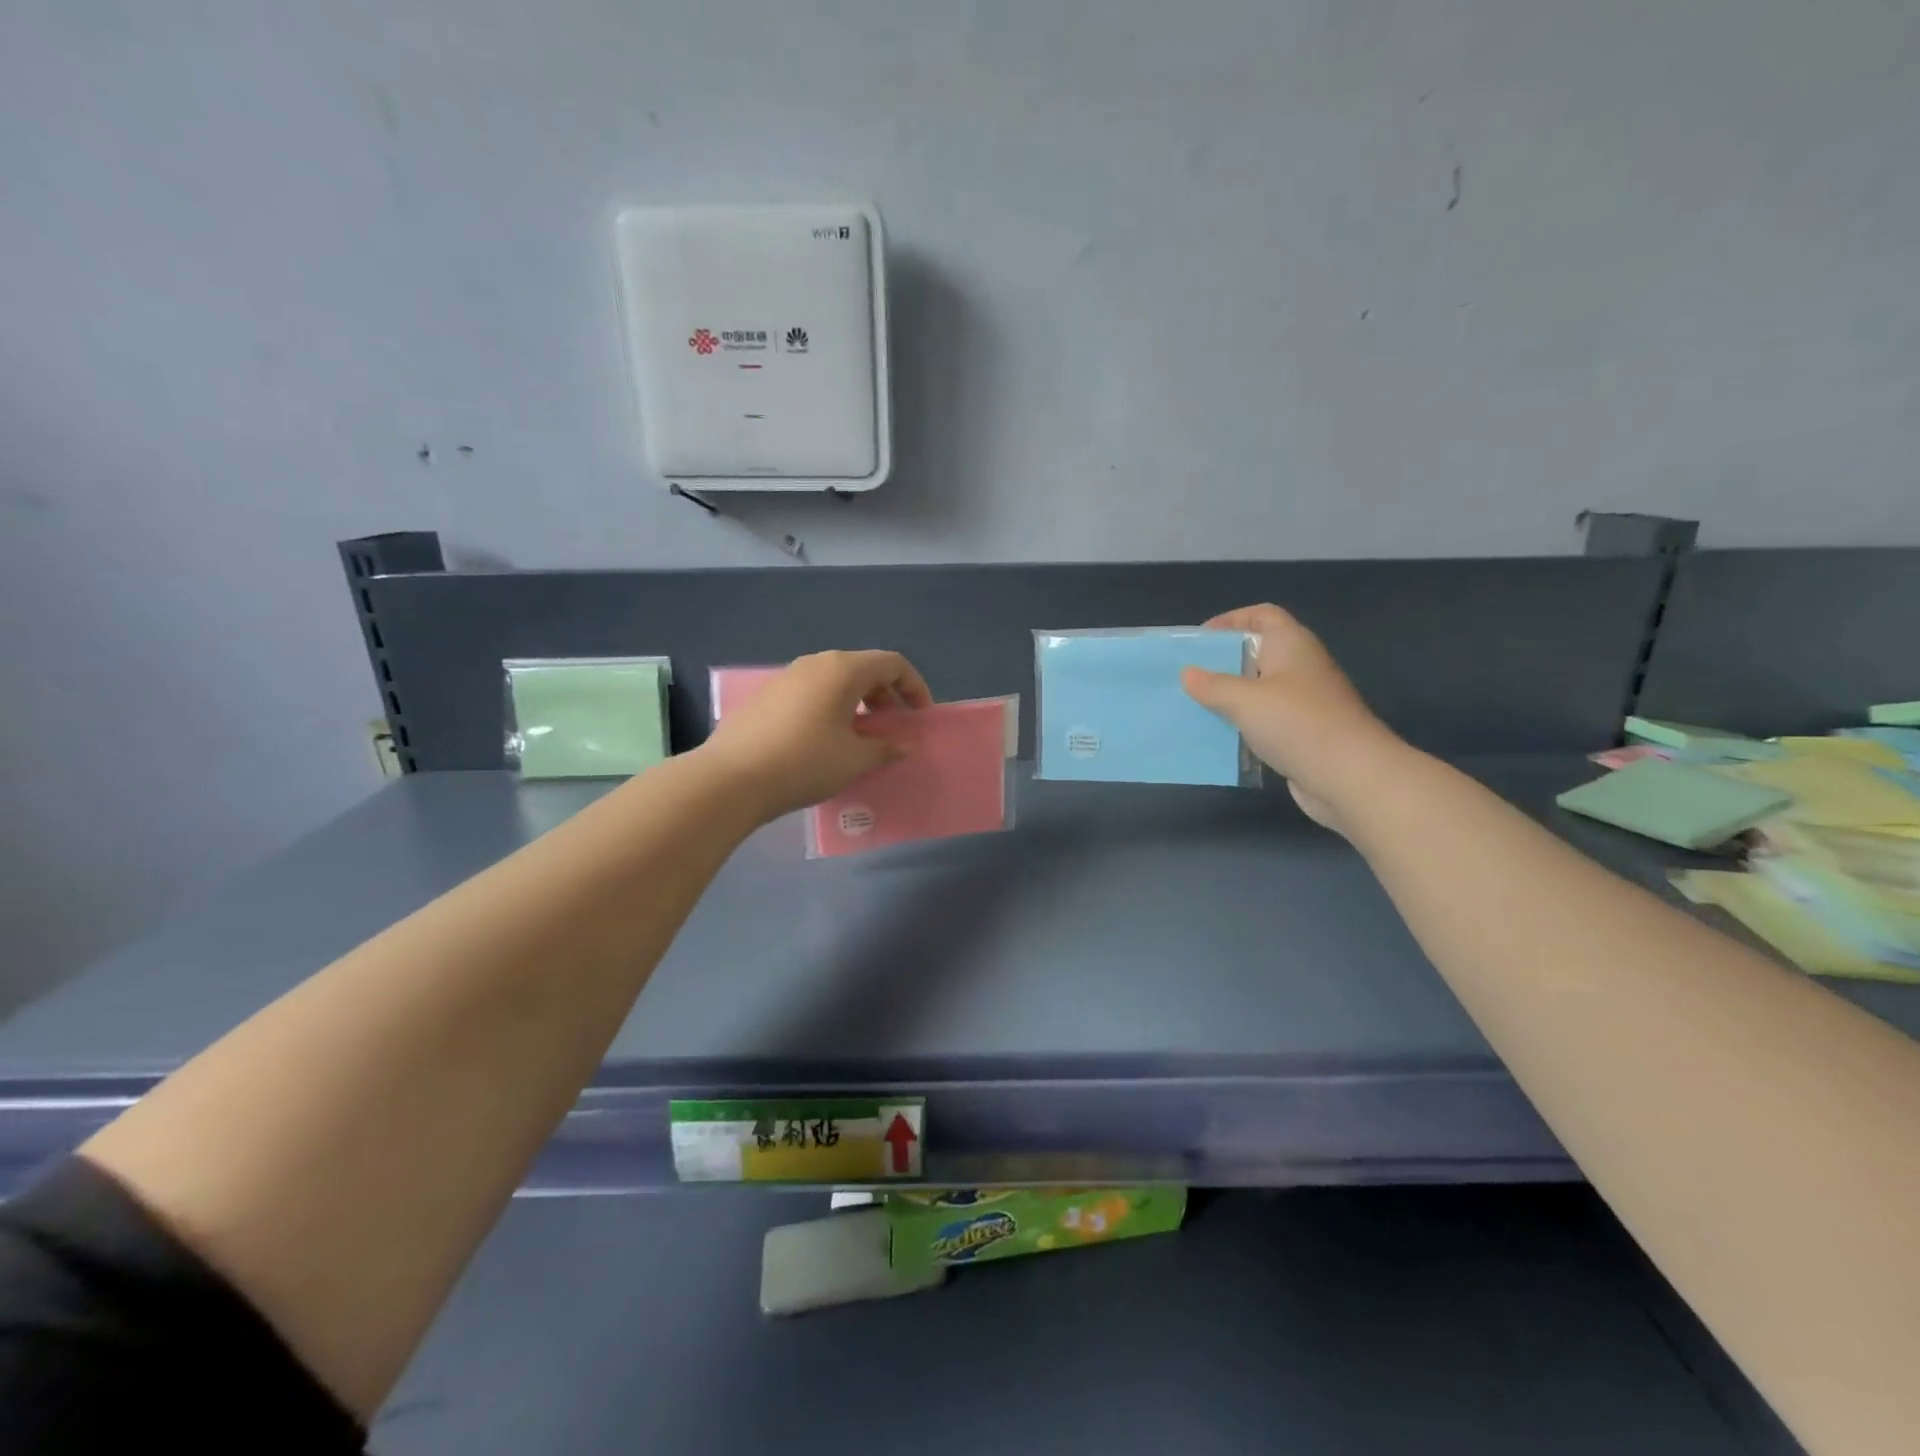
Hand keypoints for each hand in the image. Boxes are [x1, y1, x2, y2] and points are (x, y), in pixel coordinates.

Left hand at [700, 650, 933, 820]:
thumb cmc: (805, 762)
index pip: (892, 664)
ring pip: (836, 681)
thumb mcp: (854, 759)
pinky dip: (832, 708)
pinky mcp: (767, 696)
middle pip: (863, 669)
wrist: (731, 778)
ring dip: (859, 704)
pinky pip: (812, 693)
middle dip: (886, 697)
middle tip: (894, 730)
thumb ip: (887, 747)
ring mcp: (787, 677)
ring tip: (862, 738)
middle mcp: (815, 663)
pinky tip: (827, 741)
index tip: (920, 718)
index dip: (914, 687)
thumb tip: (907, 743)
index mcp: (842, 669)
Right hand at [1180, 605, 1404, 829]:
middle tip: (1190, 674)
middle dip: (1224, 661)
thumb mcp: (1245, 700)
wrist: (1350, 776)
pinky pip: (1266, 720)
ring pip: (1260, 689)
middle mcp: (1300, 667)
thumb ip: (1212, 685)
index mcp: (1291, 645)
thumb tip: (1187, 674)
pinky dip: (1244, 724)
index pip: (1262, 616)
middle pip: (1258, 652)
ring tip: (1196, 705)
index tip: (1200, 638)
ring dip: (1231, 696)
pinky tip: (1220, 736)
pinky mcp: (1303, 733)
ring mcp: (1305, 702)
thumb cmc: (1297, 724)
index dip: (1231, 620)